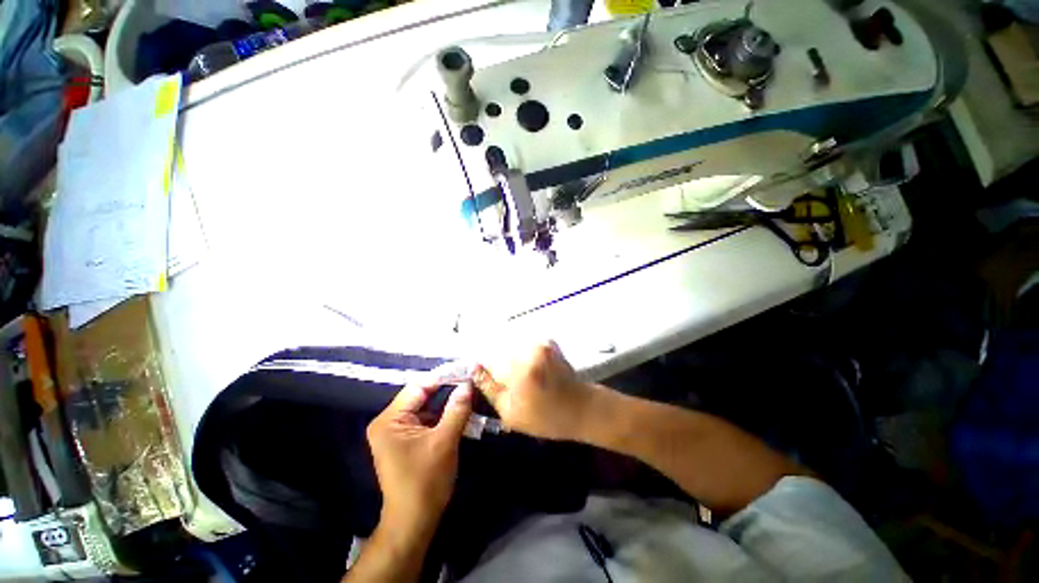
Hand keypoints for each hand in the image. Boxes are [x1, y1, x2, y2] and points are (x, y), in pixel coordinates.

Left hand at [366, 382, 472, 536]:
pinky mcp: (405, 440)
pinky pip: (426, 419)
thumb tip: (468, 384)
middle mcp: (388, 422)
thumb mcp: (445, 441)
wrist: (414, 521)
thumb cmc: (426, 481)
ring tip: (468, 393)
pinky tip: (459, 411)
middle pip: (421, 396)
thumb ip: (457, 409)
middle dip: (446, 390)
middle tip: (470, 381)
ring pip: (425, 407)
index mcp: (389, 420)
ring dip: (446, 403)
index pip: (418, 387)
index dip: (443, 377)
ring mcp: (395, 432)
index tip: (465, 370)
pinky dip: (442, 415)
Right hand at [473, 342, 595, 440]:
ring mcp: (542, 343)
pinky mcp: (548, 342)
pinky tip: (530, 369)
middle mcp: (531, 350)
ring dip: (511, 358)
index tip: (483, 375)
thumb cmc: (546, 417)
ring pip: (512, 346)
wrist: (581, 408)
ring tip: (519, 377)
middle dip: (498, 362)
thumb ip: (490, 389)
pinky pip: (525, 344)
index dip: (485, 368)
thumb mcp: (511, 413)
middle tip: (506, 382)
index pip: (489, 358)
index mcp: (521, 370)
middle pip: (501, 349)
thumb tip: (474, 368)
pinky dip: (523, 354)